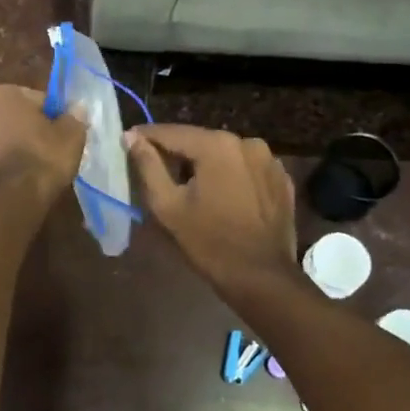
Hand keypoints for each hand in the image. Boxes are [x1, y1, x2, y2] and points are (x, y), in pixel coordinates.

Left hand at [0, 85, 84, 198]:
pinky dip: (0, 166)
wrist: (15, 198)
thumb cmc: (43, 156)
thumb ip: (73, 117)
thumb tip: (76, 109)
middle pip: (10, 117)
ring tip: (32, 166)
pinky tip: (18, 179)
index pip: (33, 98)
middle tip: (47, 147)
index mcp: (0, 94)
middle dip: (26, 128)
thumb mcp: (71, 134)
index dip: (50, 114)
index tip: (61, 130)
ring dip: (10, 146)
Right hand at [124, 124, 296, 293]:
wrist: (262, 278)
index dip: (146, 136)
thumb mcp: (167, 206)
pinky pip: (246, 168)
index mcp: (216, 145)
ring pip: (224, 153)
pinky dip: (231, 175)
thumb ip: (147, 166)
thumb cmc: (208, 242)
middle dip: (177, 152)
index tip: (128, 141)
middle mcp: (246, 142)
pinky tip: (223, 196)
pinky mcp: (282, 178)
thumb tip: (132, 137)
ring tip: (190, 185)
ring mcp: (269, 159)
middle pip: (200, 140)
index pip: (171, 132)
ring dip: (205, 163)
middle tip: (157, 168)